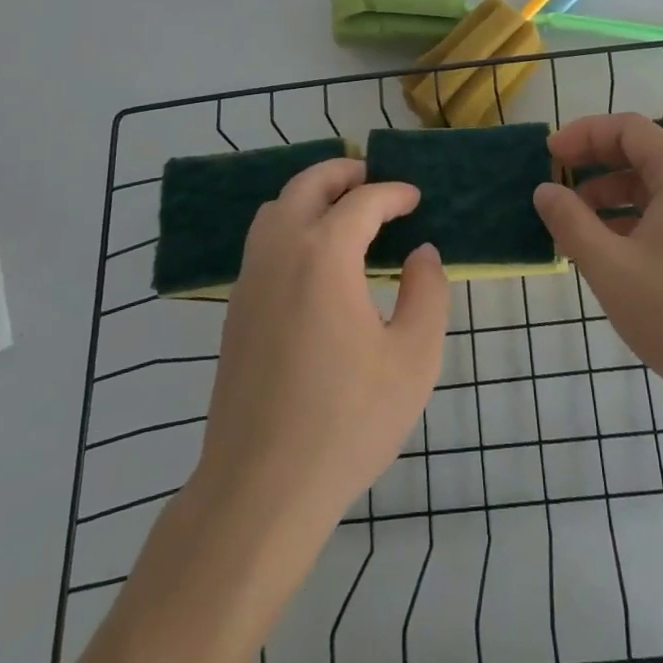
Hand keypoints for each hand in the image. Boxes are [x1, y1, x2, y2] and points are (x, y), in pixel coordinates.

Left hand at [193, 157, 448, 534]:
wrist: (261, 489)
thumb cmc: (346, 421)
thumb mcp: (413, 357)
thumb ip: (427, 292)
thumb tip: (421, 253)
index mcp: (324, 254)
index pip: (363, 200)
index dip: (394, 193)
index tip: (415, 198)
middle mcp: (280, 252)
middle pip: (307, 185)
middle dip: (342, 173)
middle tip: (374, 180)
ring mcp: (250, 279)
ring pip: (276, 208)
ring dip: (311, 196)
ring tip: (344, 212)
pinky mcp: (235, 309)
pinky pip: (262, 241)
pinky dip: (290, 225)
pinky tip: (314, 260)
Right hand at [533, 113, 662, 422]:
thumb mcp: (609, 266)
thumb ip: (571, 221)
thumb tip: (544, 190)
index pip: (628, 129)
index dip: (584, 134)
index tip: (550, 154)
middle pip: (639, 152)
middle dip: (593, 162)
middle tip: (555, 181)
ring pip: (649, 185)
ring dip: (607, 193)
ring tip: (572, 220)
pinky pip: (662, 211)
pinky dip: (628, 217)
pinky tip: (603, 245)